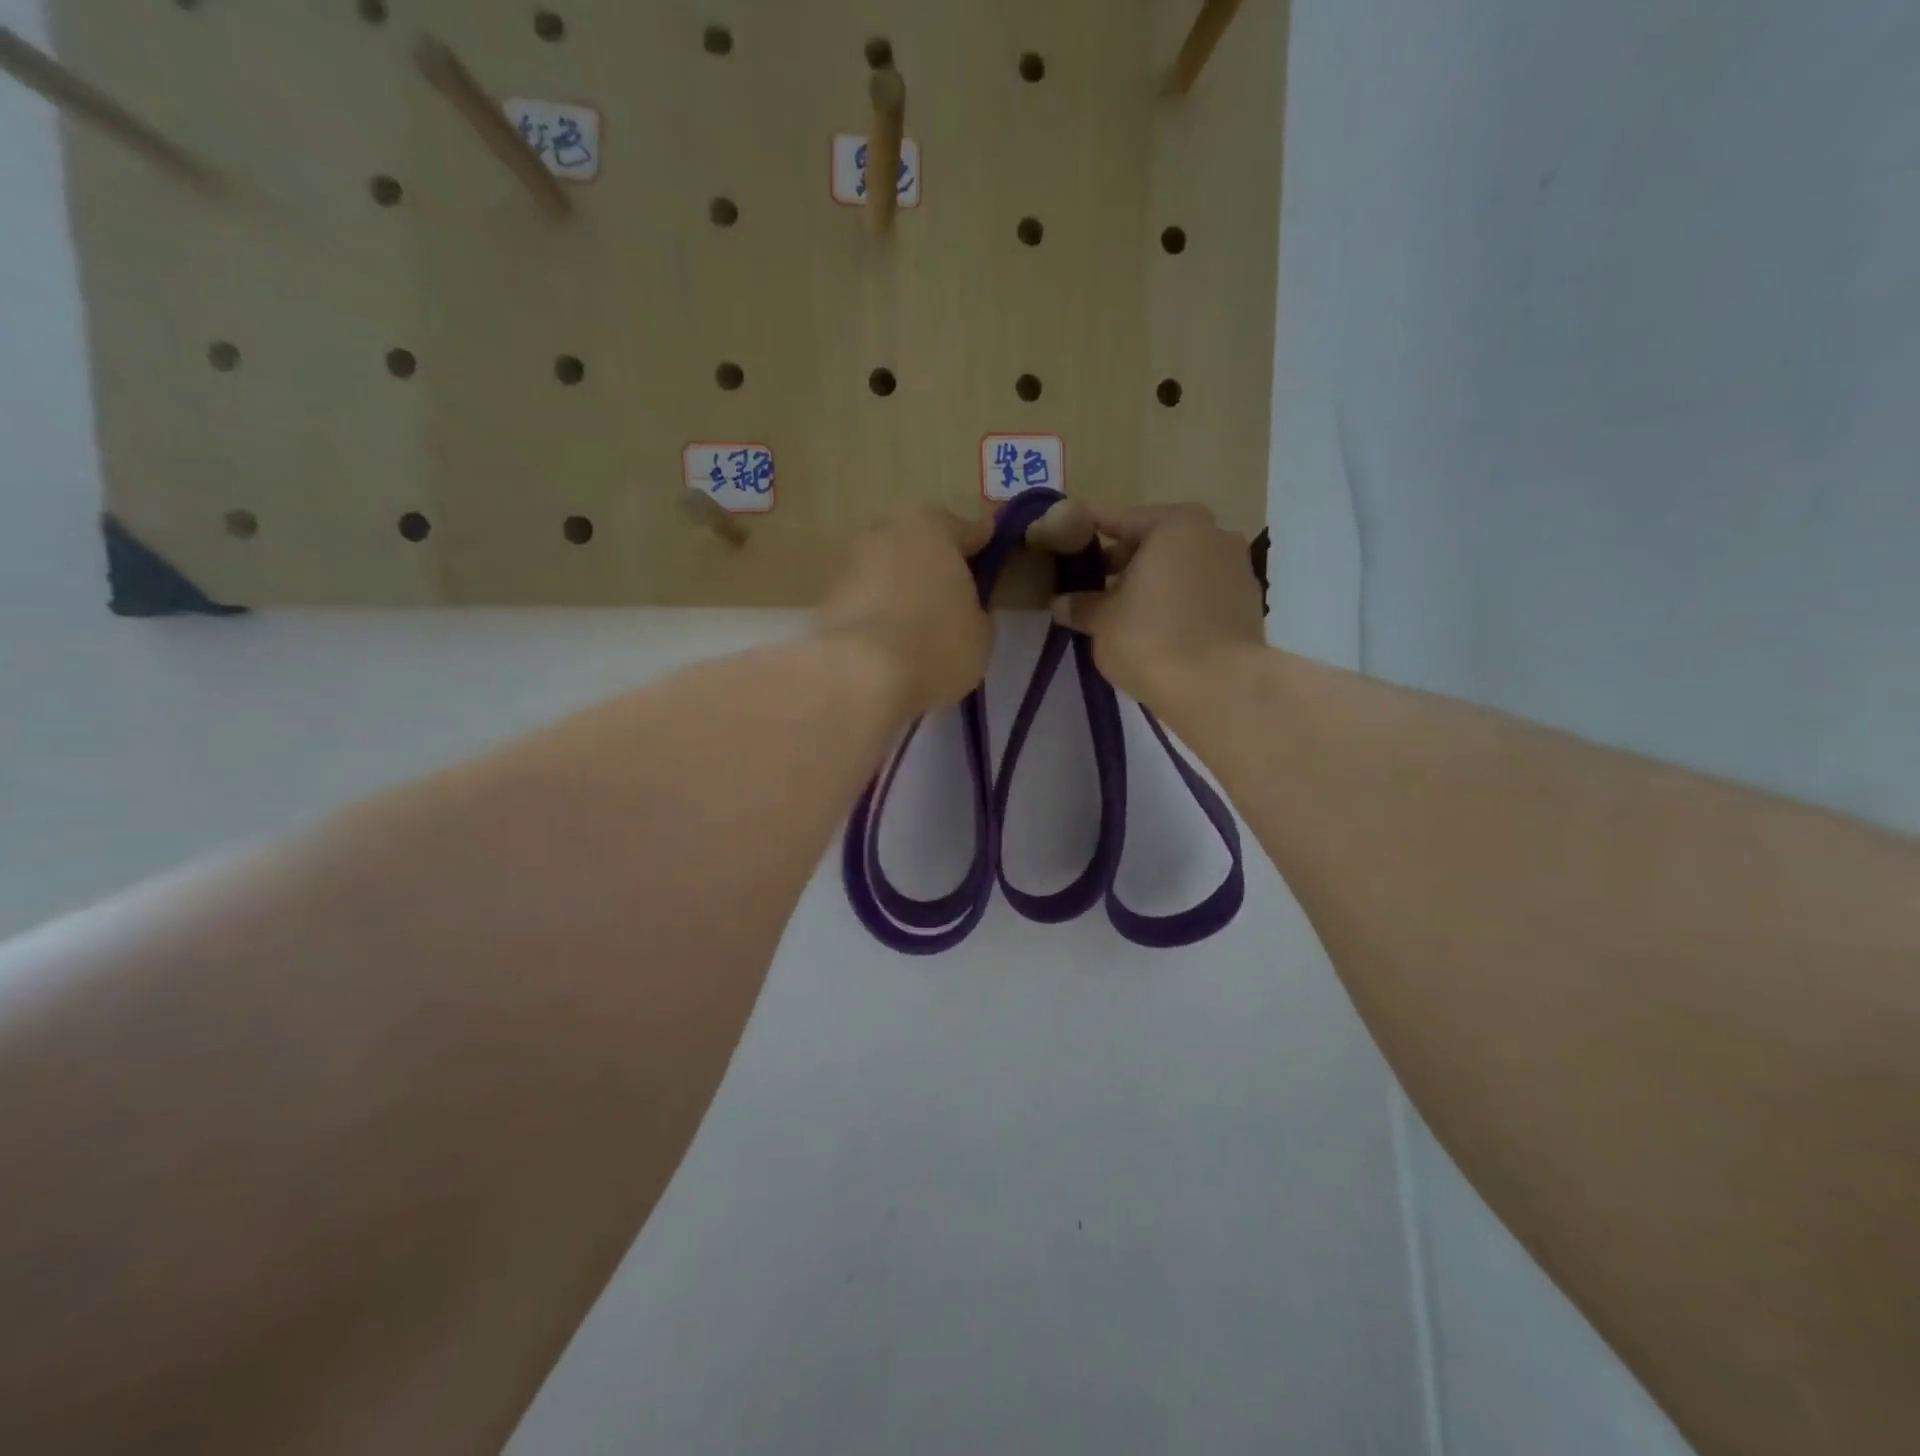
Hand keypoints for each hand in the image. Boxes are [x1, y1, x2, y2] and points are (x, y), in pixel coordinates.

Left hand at [816, 506, 994, 717]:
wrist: (860, 675)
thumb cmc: (936, 644)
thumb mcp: (981, 634)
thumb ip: (975, 611)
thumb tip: (964, 612)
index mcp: (933, 527)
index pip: (970, 531)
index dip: (984, 549)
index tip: (991, 558)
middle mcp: (887, 531)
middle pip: (921, 545)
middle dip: (935, 566)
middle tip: (951, 598)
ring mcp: (851, 562)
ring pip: (889, 571)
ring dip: (901, 589)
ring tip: (917, 627)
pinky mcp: (827, 598)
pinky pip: (866, 601)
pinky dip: (878, 614)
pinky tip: (890, 643)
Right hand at [1053, 504, 1264, 703]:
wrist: (1218, 688)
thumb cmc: (1150, 639)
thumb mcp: (1101, 621)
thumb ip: (1080, 605)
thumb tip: (1061, 602)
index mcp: (1174, 524)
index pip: (1117, 520)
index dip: (1086, 534)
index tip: (1063, 543)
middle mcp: (1212, 534)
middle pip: (1154, 541)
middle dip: (1122, 562)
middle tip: (1091, 586)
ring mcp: (1237, 567)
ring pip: (1180, 567)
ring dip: (1151, 583)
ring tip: (1123, 612)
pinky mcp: (1248, 602)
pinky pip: (1200, 592)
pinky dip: (1177, 602)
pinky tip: (1157, 628)